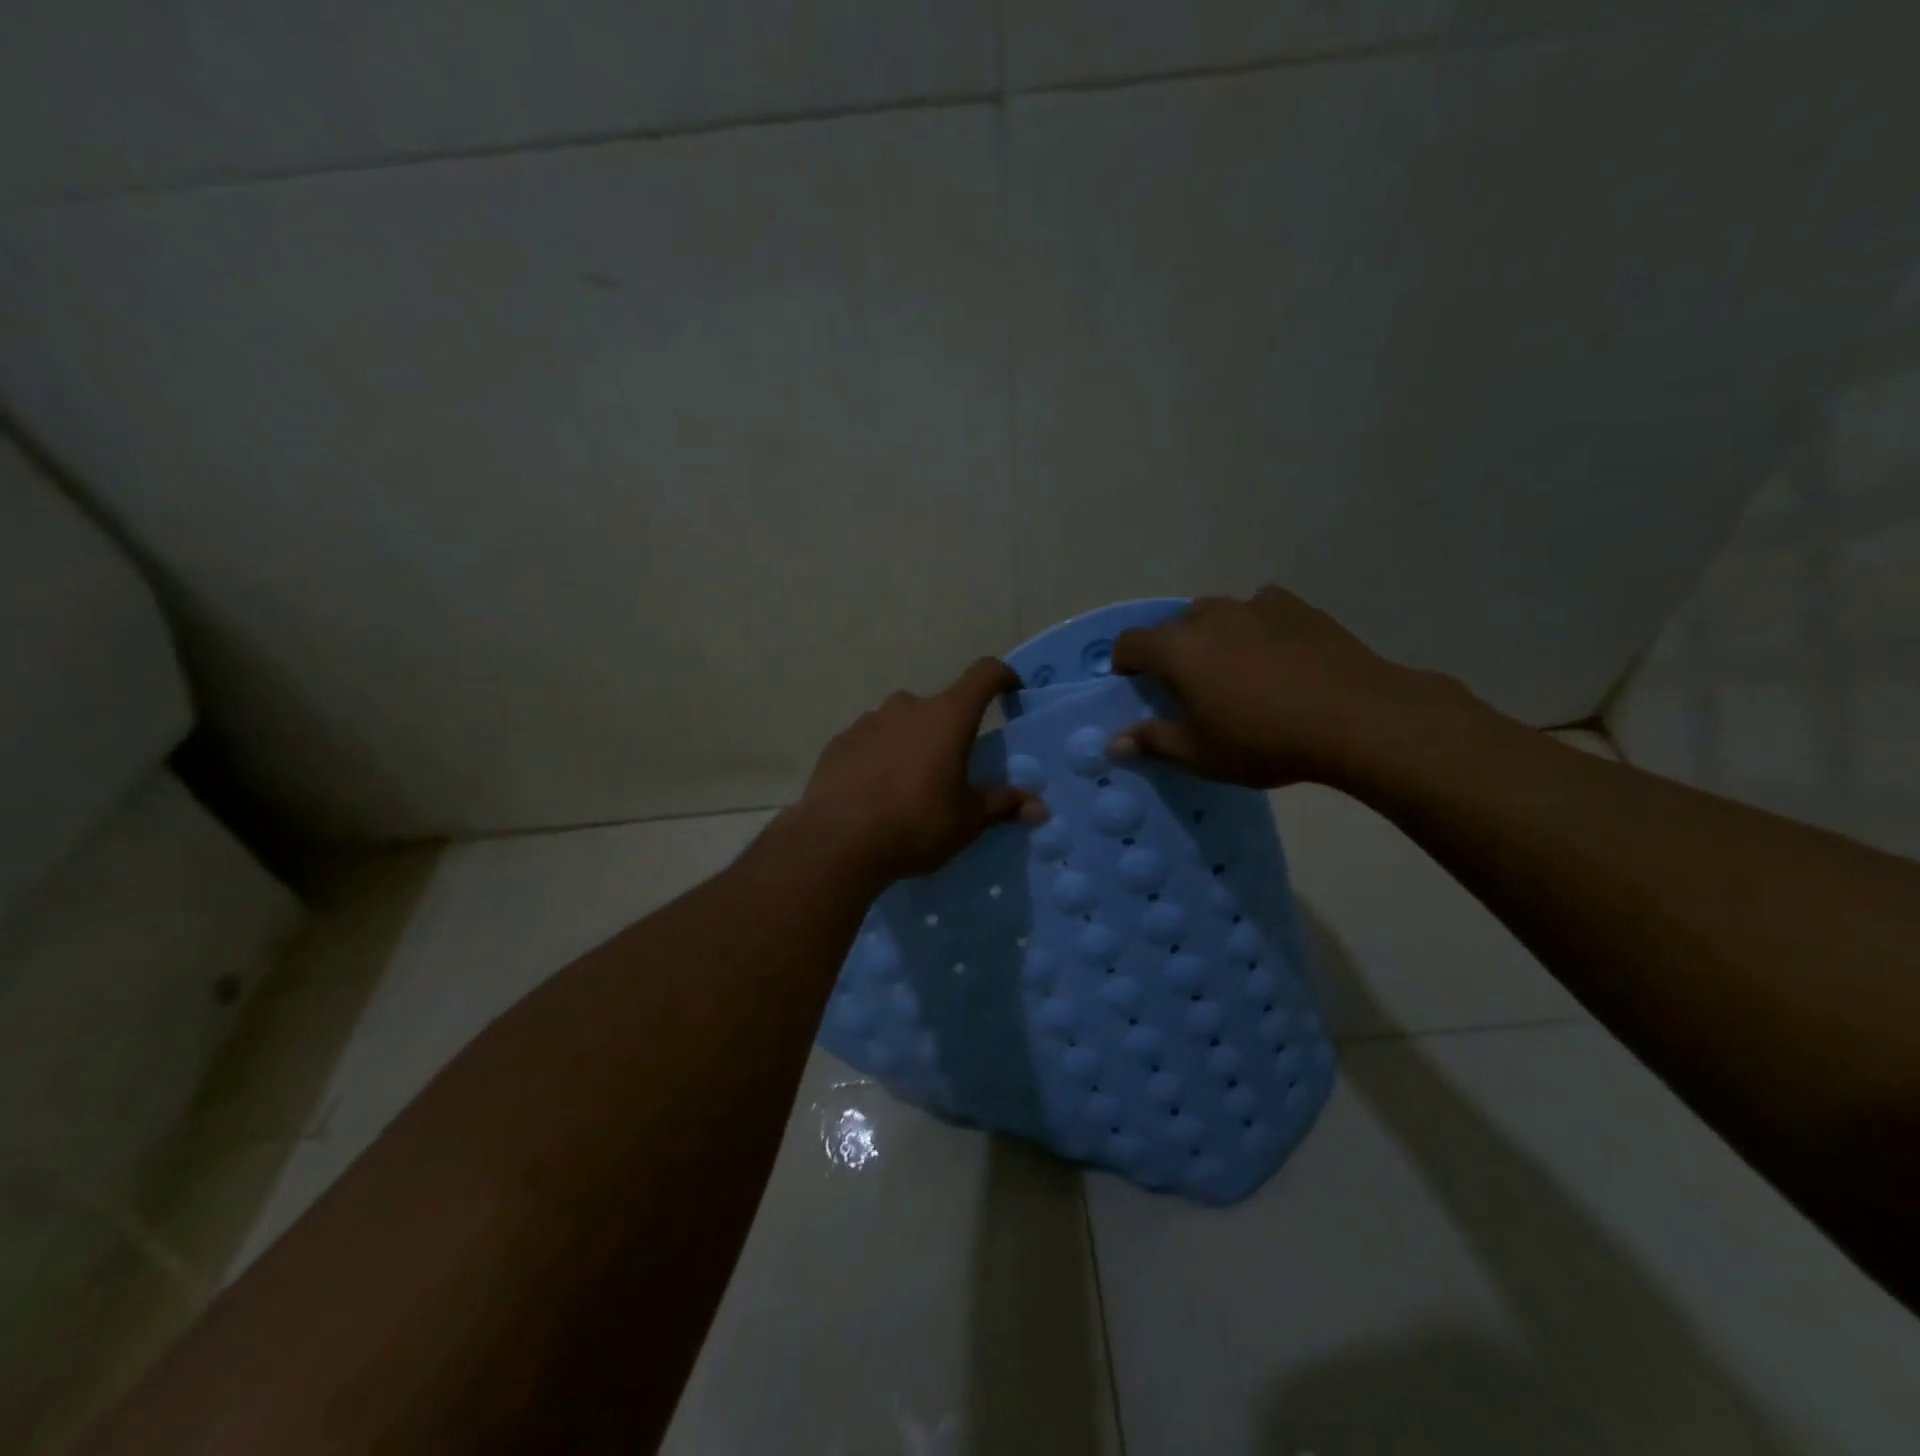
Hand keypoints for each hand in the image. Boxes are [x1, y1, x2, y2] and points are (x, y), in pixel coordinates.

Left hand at [794, 659, 1046, 883]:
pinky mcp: (839, 742)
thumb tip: (1039, 808)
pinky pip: (869, 741)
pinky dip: (879, 756)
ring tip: (909, 784)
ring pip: (900, 723)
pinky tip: (874, 791)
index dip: (1002, 677)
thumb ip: (1002, 805)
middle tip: (951, 767)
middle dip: (949, 730)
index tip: (1011, 691)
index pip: (984, 675)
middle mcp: (907, 707)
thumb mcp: (967, 820)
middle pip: (939, 706)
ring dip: (911, 742)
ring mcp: (868, 721)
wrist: (837, 841)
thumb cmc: (916, 824)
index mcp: (947, 717)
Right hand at [1110, 587, 1462, 788]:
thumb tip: (1116, 742)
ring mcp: (1254, 606)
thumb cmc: (1265, 741)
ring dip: (1211, 636)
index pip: (1130, 643)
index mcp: (1178, 650)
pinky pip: (1260, 608)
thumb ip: (1154, 742)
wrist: (1355, 718)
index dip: (1125, 663)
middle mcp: (1210, 617)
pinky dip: (1255, 625)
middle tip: (1189, 687)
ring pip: (1216, 613)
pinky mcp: (1294, 605)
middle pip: (1173, 627)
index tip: (1136, 686)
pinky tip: (1274, 652)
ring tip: (1233, 668)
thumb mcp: (1202, 754)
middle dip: (1171, 652)